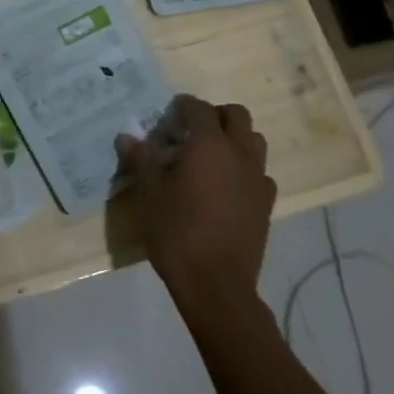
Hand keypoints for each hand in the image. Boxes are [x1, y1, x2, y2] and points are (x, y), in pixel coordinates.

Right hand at [116, 95, 275, 316]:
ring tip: (211, 158)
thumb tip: (126, 137)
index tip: (166, 120)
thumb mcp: (150, 194)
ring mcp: (258, 177)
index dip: (181, 108)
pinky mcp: (267, 202)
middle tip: (191, 133)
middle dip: (214, 116)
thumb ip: (141, 159)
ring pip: (254, 140)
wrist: (217, 285)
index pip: (198, 108)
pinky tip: (227, 188)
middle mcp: (239, 152)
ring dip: (235, 139)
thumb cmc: (178, 233)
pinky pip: (260, 172)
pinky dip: (245, 170)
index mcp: (209, 144)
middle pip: (236, 115)